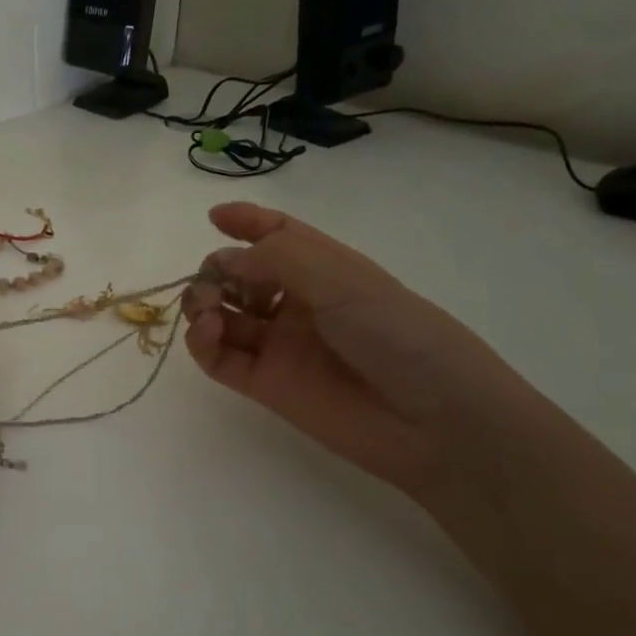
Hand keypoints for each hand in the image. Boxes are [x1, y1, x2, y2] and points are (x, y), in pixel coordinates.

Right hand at [183, 202, 526, 502]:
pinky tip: (209, 332)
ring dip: (203, 303)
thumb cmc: (397, 333)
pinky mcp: (263, 385)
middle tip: (214, 281)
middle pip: (239, 276)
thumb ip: (276, 258)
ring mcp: (278, 345)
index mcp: (324, 269)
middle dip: (216, 269)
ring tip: (209, 310)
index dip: (247, 222)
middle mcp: (297, 303)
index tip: (214, 216)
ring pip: (221, 316)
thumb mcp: (340, 278)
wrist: (433, 419)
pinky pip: (217, 358)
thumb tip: (225, 263)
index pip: (278, 236)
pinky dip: (201, 341)